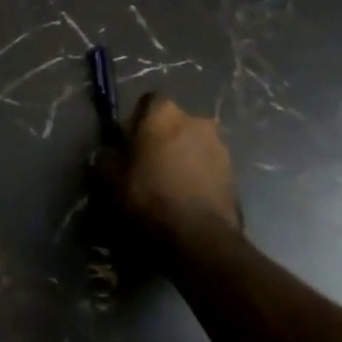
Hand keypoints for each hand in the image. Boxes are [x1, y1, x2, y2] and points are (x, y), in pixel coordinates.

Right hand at [101, 92, 241, 239]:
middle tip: (148, 166)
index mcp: (164, 113)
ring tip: (170, 186)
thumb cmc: (149, 198)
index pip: (148, 102)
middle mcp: (196, 120)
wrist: (199, 239)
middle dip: (163, 139)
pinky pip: (208, 167)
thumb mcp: (110, 179)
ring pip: (193, 144)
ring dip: (183, 157)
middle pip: (173, 123)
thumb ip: (107, 158)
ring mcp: (220, 146)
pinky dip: (198, 176)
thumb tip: (109, 154)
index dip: (137, 121)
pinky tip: (187, 199)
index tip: (129, 144)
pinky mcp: (234, 174)